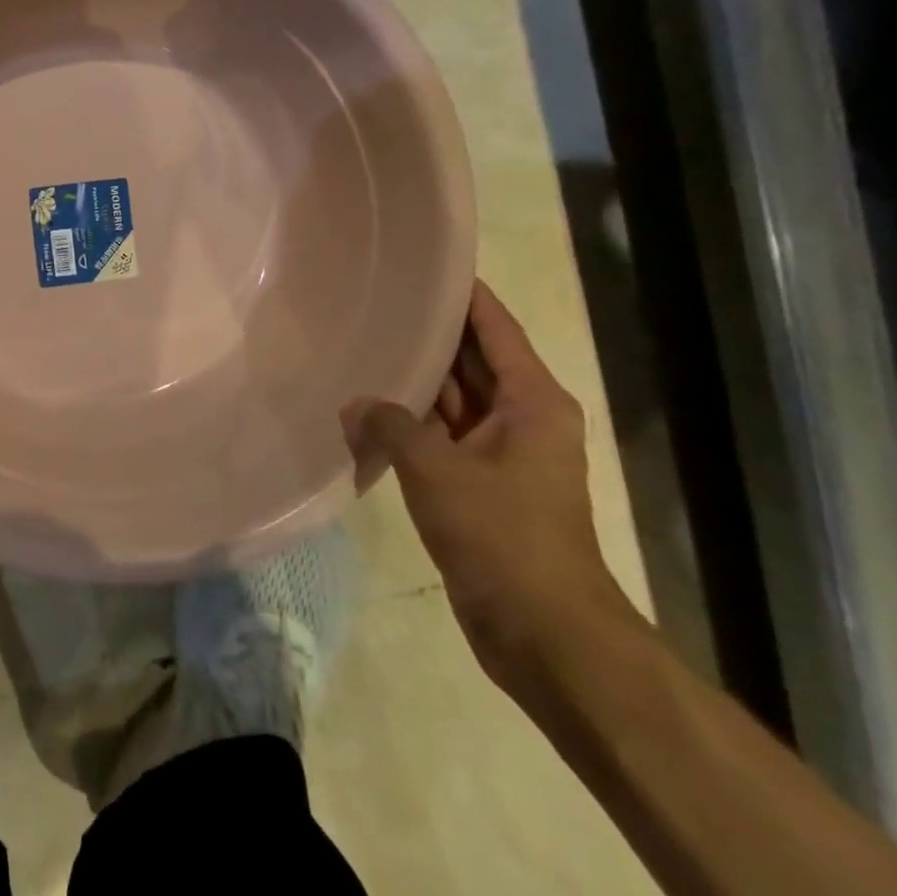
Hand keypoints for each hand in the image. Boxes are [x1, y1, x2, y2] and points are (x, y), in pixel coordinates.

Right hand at [345, 280, 634, 688]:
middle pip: (471, 361)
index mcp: (532, 401)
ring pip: (450, 401)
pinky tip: (364, 410)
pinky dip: (406, 424)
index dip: (464, 295)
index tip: (424, 264)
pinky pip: (438, 438)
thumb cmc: (503, 536)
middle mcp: (521, 419)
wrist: (543, 631)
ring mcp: (499, 455)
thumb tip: (353, 405)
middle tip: (373, 301)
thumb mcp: (437, 469)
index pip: (495, 328)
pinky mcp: (478, 486)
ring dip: (412, 383)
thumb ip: (390, 424)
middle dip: (427, 335)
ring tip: (360, 345)